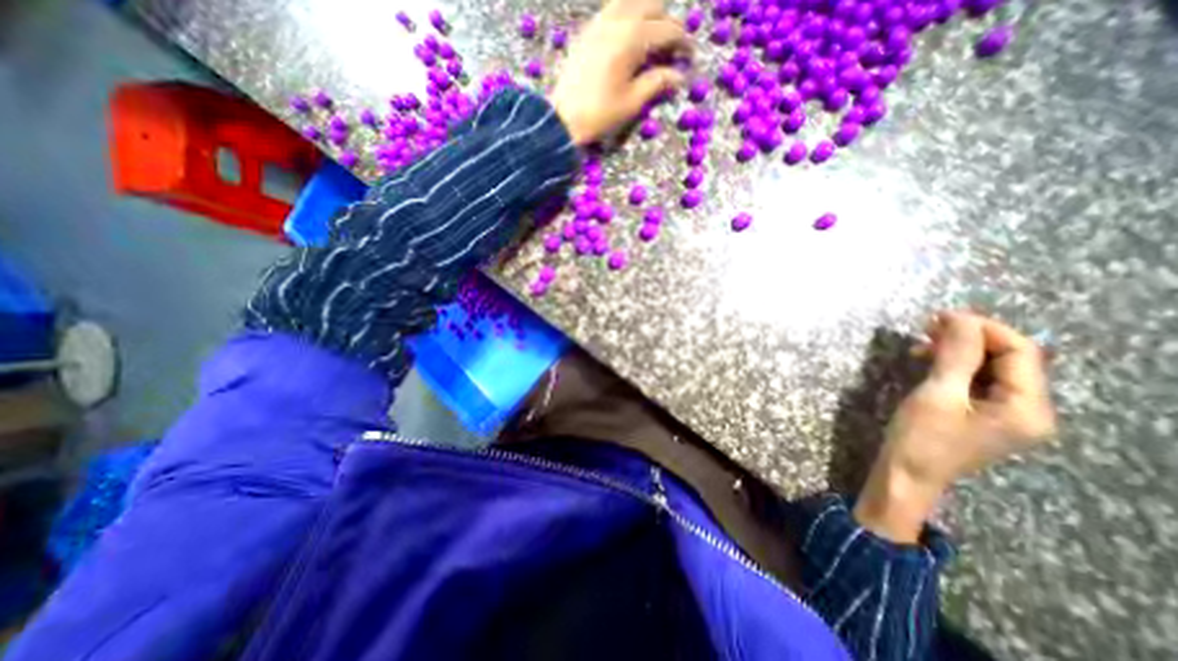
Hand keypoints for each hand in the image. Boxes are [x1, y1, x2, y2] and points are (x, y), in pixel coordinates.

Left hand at [550, 0, 691, 143]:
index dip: (683, 43)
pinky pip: (613, 9)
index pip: (668, 30)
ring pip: (631, 0)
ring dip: (647, 14)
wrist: (563, 117)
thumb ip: (657, 83)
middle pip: (652, 5)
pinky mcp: (588, 30)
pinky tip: (629, 37)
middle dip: (667, 22)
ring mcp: (599, 22)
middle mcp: (617, 20)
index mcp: (632, 38)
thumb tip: (679, 76)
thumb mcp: (633, 102)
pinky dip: (627, 15)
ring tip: (651, 39)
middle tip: (672, 47)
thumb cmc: (600, 113)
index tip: (690, 57)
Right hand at [853, 310, 1052, 541]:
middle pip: (1009, 359)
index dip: (983, 329)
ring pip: (991, 367)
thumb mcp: (937, 394)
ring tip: (922, 343)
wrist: (905, 474)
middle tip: (928, 326)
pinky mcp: (983, 415)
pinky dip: (953, 365)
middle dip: (970, 337)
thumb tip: (959, 318)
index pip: (1020, 352)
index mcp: (1027, 408)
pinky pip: (977, 380)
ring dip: (959, 350)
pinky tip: (928, 362)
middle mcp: (1028, 409)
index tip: (941, 317)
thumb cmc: (920, 438)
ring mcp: (1006, 413)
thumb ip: (955, 355)